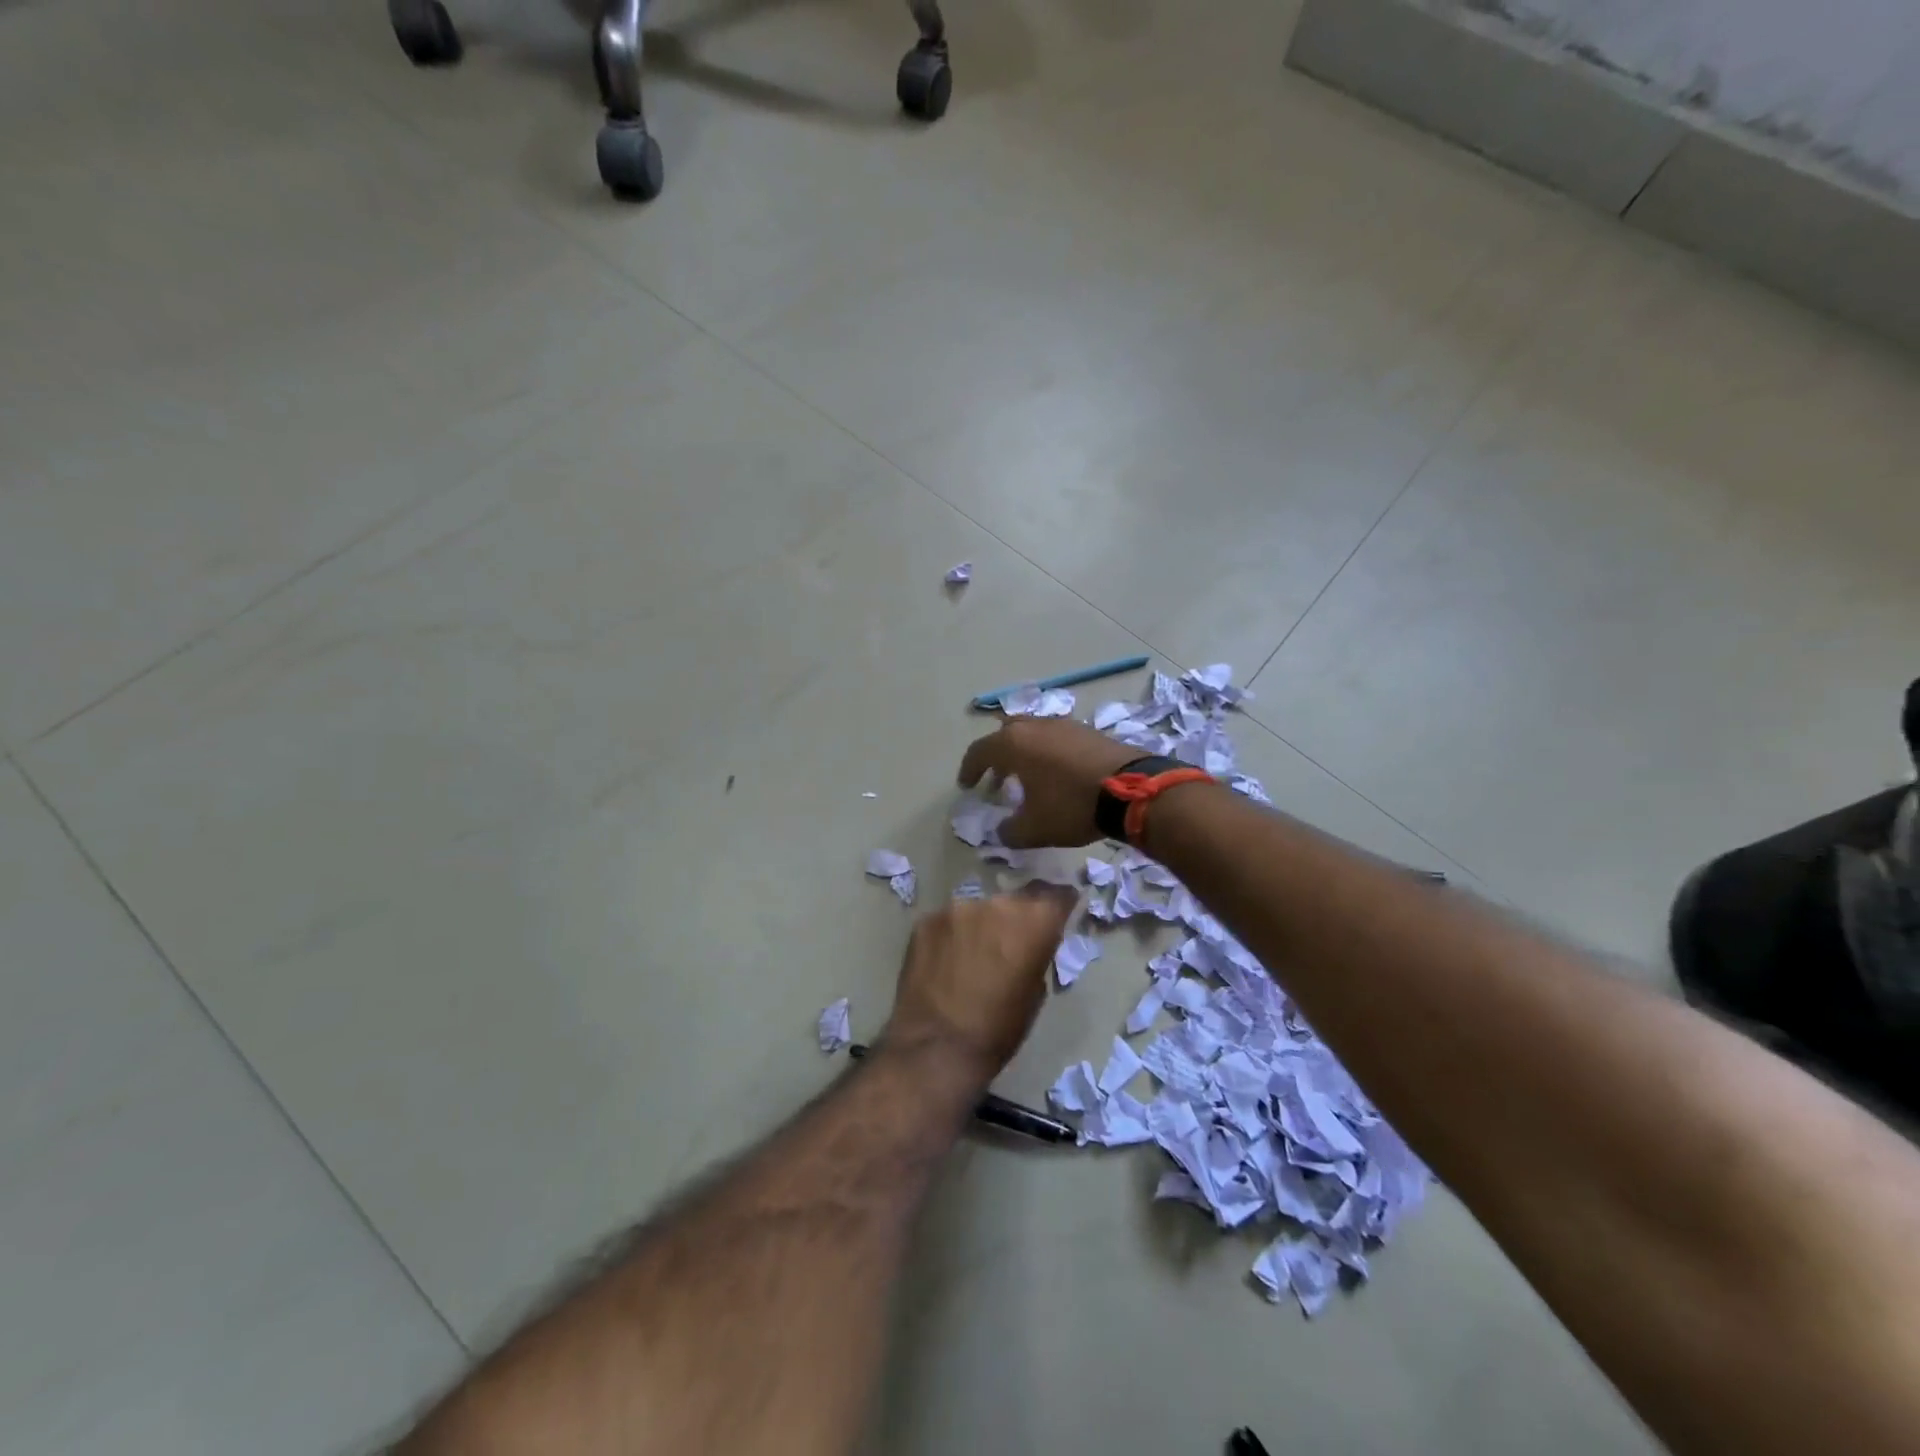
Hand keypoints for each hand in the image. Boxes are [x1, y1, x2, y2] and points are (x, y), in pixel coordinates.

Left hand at [883, 887, 1078, 1082]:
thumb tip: (1030, 944)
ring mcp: (956, 908)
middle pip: (1015, 900)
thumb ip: (1037, 954)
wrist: (936, 1047)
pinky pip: (948, 922)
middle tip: (1009, 944)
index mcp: (1032, 921)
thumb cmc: (998, 1029)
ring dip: (981, 926)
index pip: (1057, 894)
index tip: (1059, 911)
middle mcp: (996, 903)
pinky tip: (945, 962)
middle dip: (1016, 918)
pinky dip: (952, 936)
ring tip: (973, 956)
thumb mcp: (1035, 992)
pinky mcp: (926, 920)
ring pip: (978, 910)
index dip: (1060, 901)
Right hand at [957, 718, 1139, 848]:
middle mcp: (1035, 726)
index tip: (967, 786)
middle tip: (997, 780)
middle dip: (997, 756)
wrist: (1133, 791)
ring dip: (1024, 753)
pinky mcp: (1088, 731)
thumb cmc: (1072, 806)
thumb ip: (1009, 831)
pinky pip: (1056, 737)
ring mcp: (1063, 725)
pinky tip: (1056, 774)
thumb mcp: (1034, 829)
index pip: (979, 751)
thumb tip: (1001, 830)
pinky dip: (1047, 752)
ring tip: (1027, 778)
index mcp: (1013, 743)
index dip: (969, 769)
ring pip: (1033, 732)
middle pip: (1005, 733)